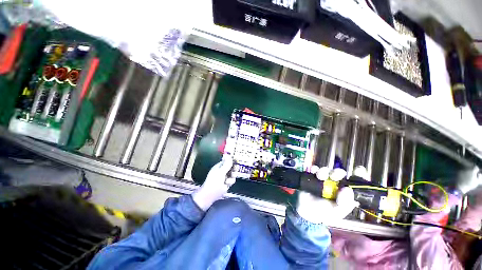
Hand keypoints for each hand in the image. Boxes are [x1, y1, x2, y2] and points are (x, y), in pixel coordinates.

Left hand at [192, 156, 235, 210]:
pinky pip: (233, 180)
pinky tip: (226, 184)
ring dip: (232, 177)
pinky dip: (230, 182)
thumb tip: (230, 156)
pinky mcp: (227, 182)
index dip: (232, 160)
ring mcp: (225, 176)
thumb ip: (227, 165)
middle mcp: (223, 170)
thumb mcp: (220, 172)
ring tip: (227, 180)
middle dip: (234, 169)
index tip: (237, 161)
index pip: (227, 160)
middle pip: (232, 167)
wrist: (210, 194)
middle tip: (233, 172)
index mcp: (219, 166)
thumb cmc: (214, 181)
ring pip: (233, 174)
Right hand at [296, 166, 358, 224]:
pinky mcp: (313, 176)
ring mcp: (323, 180)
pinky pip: (314, 169)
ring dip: (324, 171)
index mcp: (344, 193)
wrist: (305, 210)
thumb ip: (344, 204)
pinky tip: (313, 172)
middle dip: (338, 172)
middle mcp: (335, 184)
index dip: (358, 175)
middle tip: (334, 176)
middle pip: (339, 173)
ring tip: (320, 177)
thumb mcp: (336, 212)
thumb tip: (347, 189)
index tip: (359, 170)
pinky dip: (314, 169)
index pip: (354, 183)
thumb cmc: (323, 212)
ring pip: (326, 170)